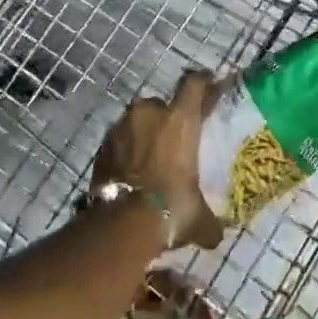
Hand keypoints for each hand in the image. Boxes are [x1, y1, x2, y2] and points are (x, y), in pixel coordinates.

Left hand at [92, 71, 222, 250]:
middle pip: (162, 104)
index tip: (210, 85)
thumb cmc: (171, 208)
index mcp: (180, 119)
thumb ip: (210, 221)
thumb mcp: (198, 217)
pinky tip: (133, 172)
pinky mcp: (102, 146)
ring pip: (138, 121)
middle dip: (168, 118)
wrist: (121, 223)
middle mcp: (149, 113)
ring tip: (152, 158)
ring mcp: (121, 127)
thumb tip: (216, 236)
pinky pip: (120, 140)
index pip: (194, 83)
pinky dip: (127, 150)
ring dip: (145, 133)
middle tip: (176, 139)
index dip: (204, 82)